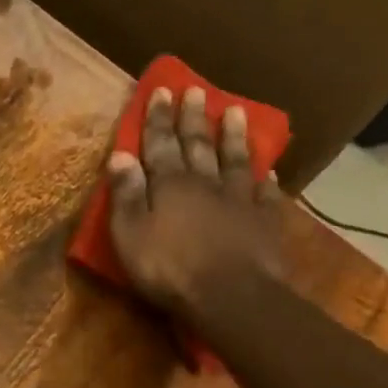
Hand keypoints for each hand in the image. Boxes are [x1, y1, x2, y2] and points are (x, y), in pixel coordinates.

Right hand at [106, 85, 284, 319]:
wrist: (231, 296)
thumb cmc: (168, 267)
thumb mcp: (130, 233)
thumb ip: (126, 194)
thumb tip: (120, 156)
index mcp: (169, 185)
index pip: (160, 144)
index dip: (159, 119)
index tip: (162, 91)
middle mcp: (205, 183)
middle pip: (198, 145)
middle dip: (193, 118)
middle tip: (195, 91)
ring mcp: (239, 201)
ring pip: (234, 160)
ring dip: (232, 137)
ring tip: (234, 112)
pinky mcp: (264, 222)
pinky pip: (265, 194)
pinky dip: (265, 180)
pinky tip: (267, 170)